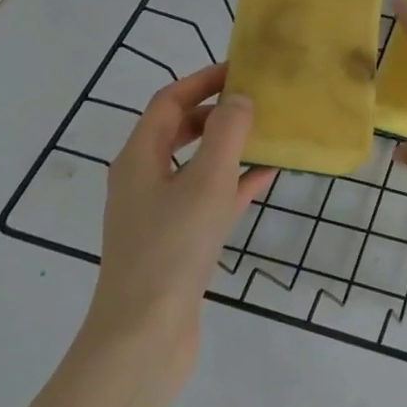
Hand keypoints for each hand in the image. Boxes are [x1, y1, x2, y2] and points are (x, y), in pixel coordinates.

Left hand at [82, 63, 274, 390]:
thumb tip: (241, 98)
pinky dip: (232, 183)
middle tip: (255, 99)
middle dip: (215, 111)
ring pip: (196, 165)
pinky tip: (265, 178)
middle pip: (178, 130)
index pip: (169, 102)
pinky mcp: (175, 242)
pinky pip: (206, 198)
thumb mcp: (205, 182)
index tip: (241, 69)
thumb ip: (226, 133)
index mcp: (139, 158)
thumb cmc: (171, 249)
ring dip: (228, 146)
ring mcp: (157, 214)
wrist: (143, 337)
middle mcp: (142, 180)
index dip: (203, 81)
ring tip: (267, 133)